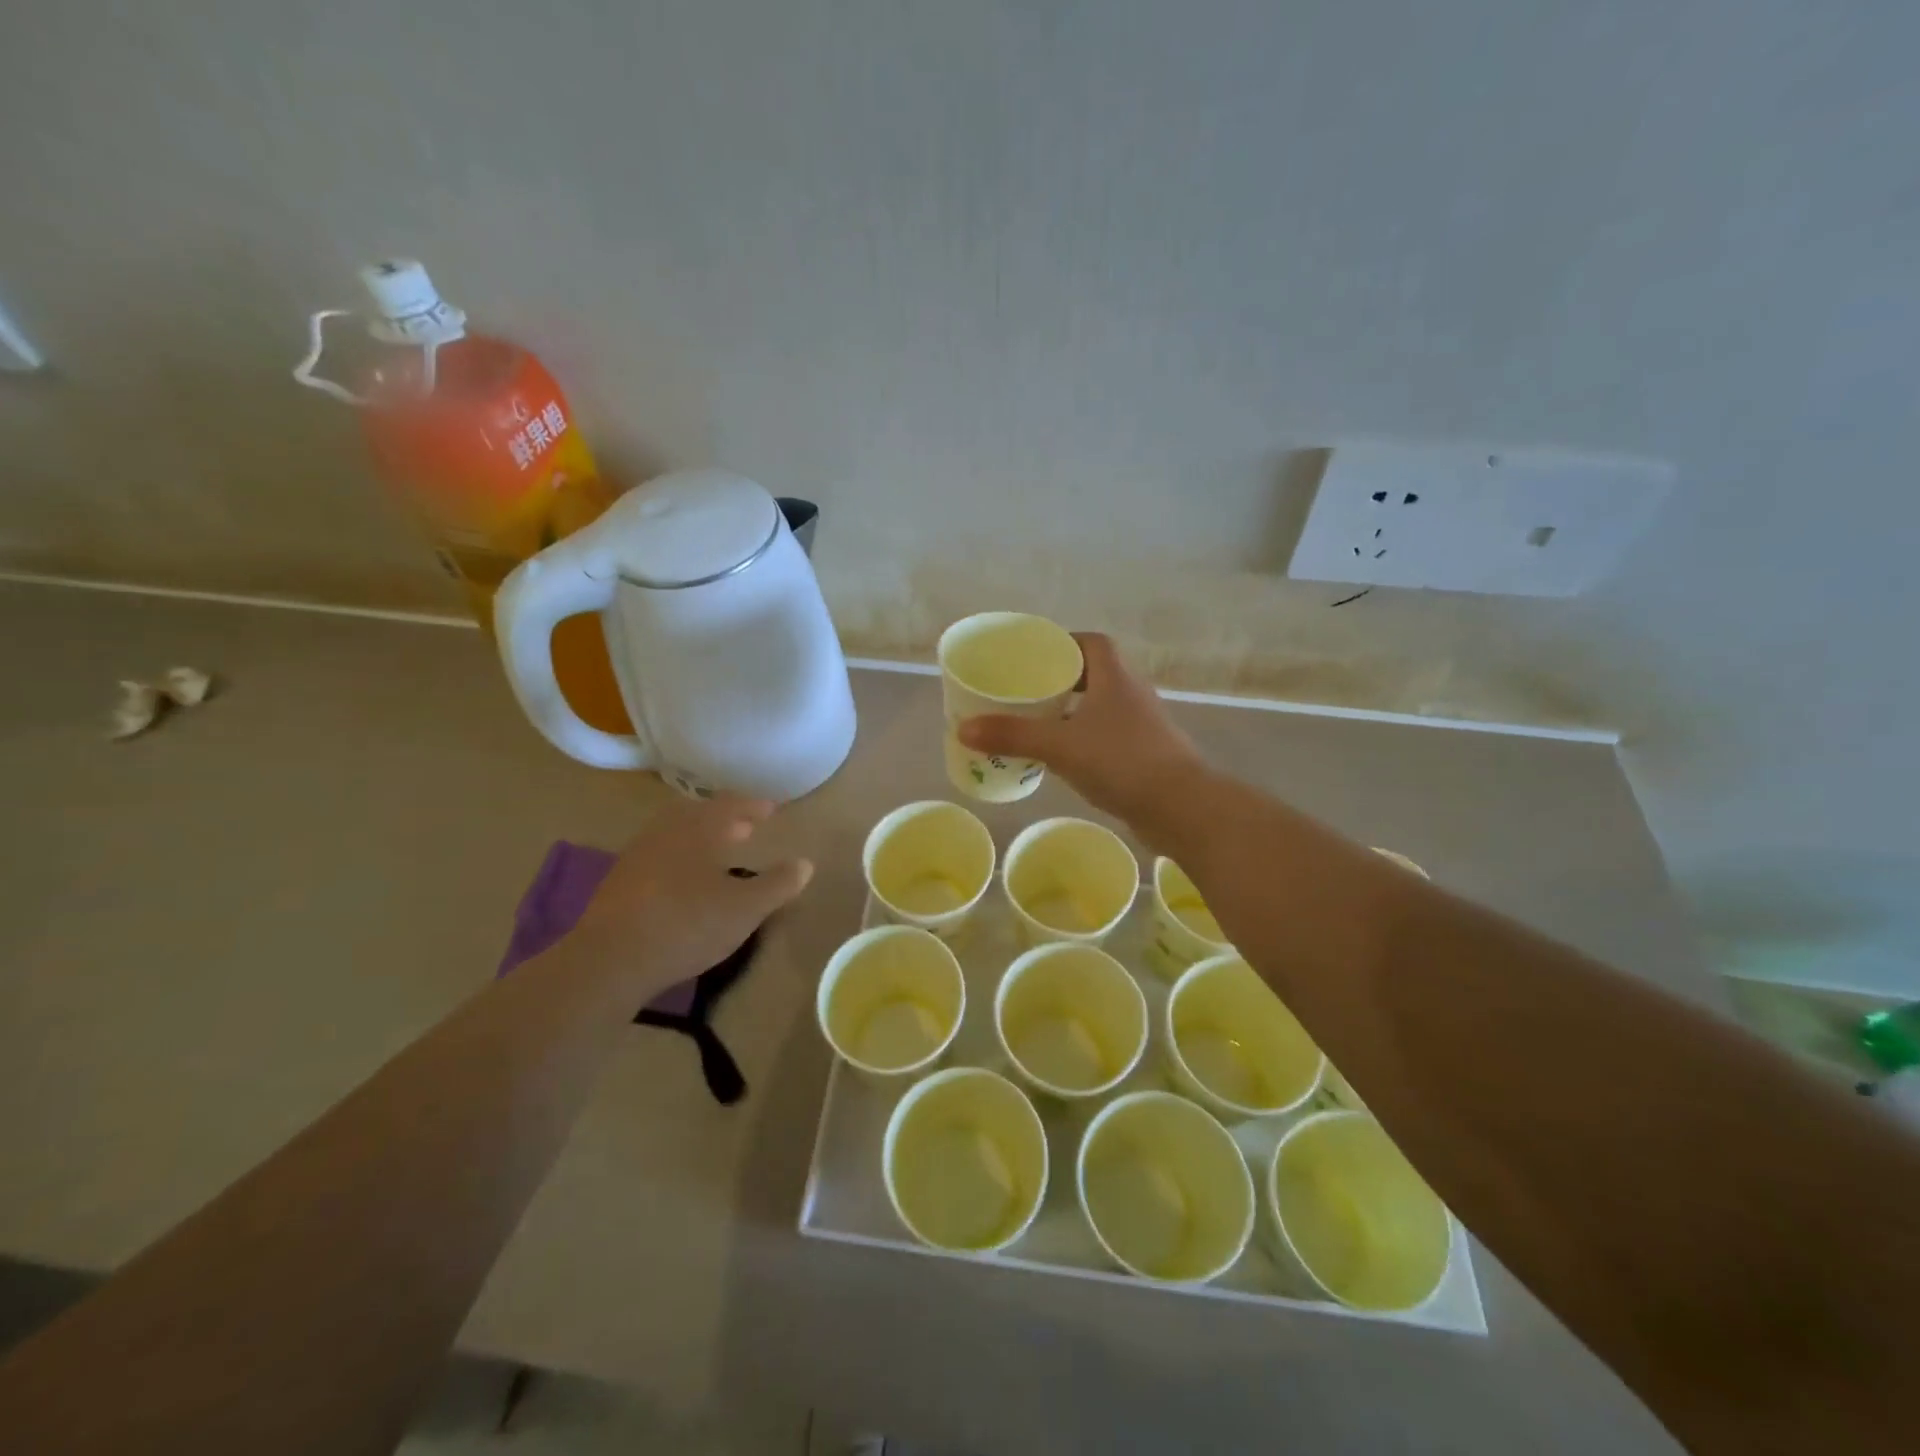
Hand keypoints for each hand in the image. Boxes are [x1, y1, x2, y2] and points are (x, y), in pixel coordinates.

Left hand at [574, 796, 812, 992]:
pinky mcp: (618, 882)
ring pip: (675, 835)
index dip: (754, 805)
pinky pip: (658, 856)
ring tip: (719, 855)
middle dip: (725, 819)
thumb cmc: (687, 925)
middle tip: (746, 829)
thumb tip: (805, 863)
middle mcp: (666, 832)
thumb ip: (777, 884)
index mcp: (699, 829)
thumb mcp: (745, 909)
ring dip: (700, 839)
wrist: (609, 960)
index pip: (731, 804)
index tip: (772, 809)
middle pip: (699, 815)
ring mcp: (638, 855)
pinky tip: (685, 883)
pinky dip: (679, 859)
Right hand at [958, 632, 1206, 829]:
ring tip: (1037, 724)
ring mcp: (1142, 726)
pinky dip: (1085, 739)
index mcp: (1115, 678)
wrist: (1181, 807)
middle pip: (1095, 674)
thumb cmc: (1122, 762)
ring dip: (1073, 711)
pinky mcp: (1145, 755)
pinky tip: (1064, 758)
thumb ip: (1013, 736)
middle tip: (1026, 691)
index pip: (1092, 643)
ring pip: (1101, 708)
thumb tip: (963, 728)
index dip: (1064, 643)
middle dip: (1061, 680)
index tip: (1035, 657)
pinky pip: (1108, 736)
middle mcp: (1132, 694)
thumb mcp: (1060, 746)